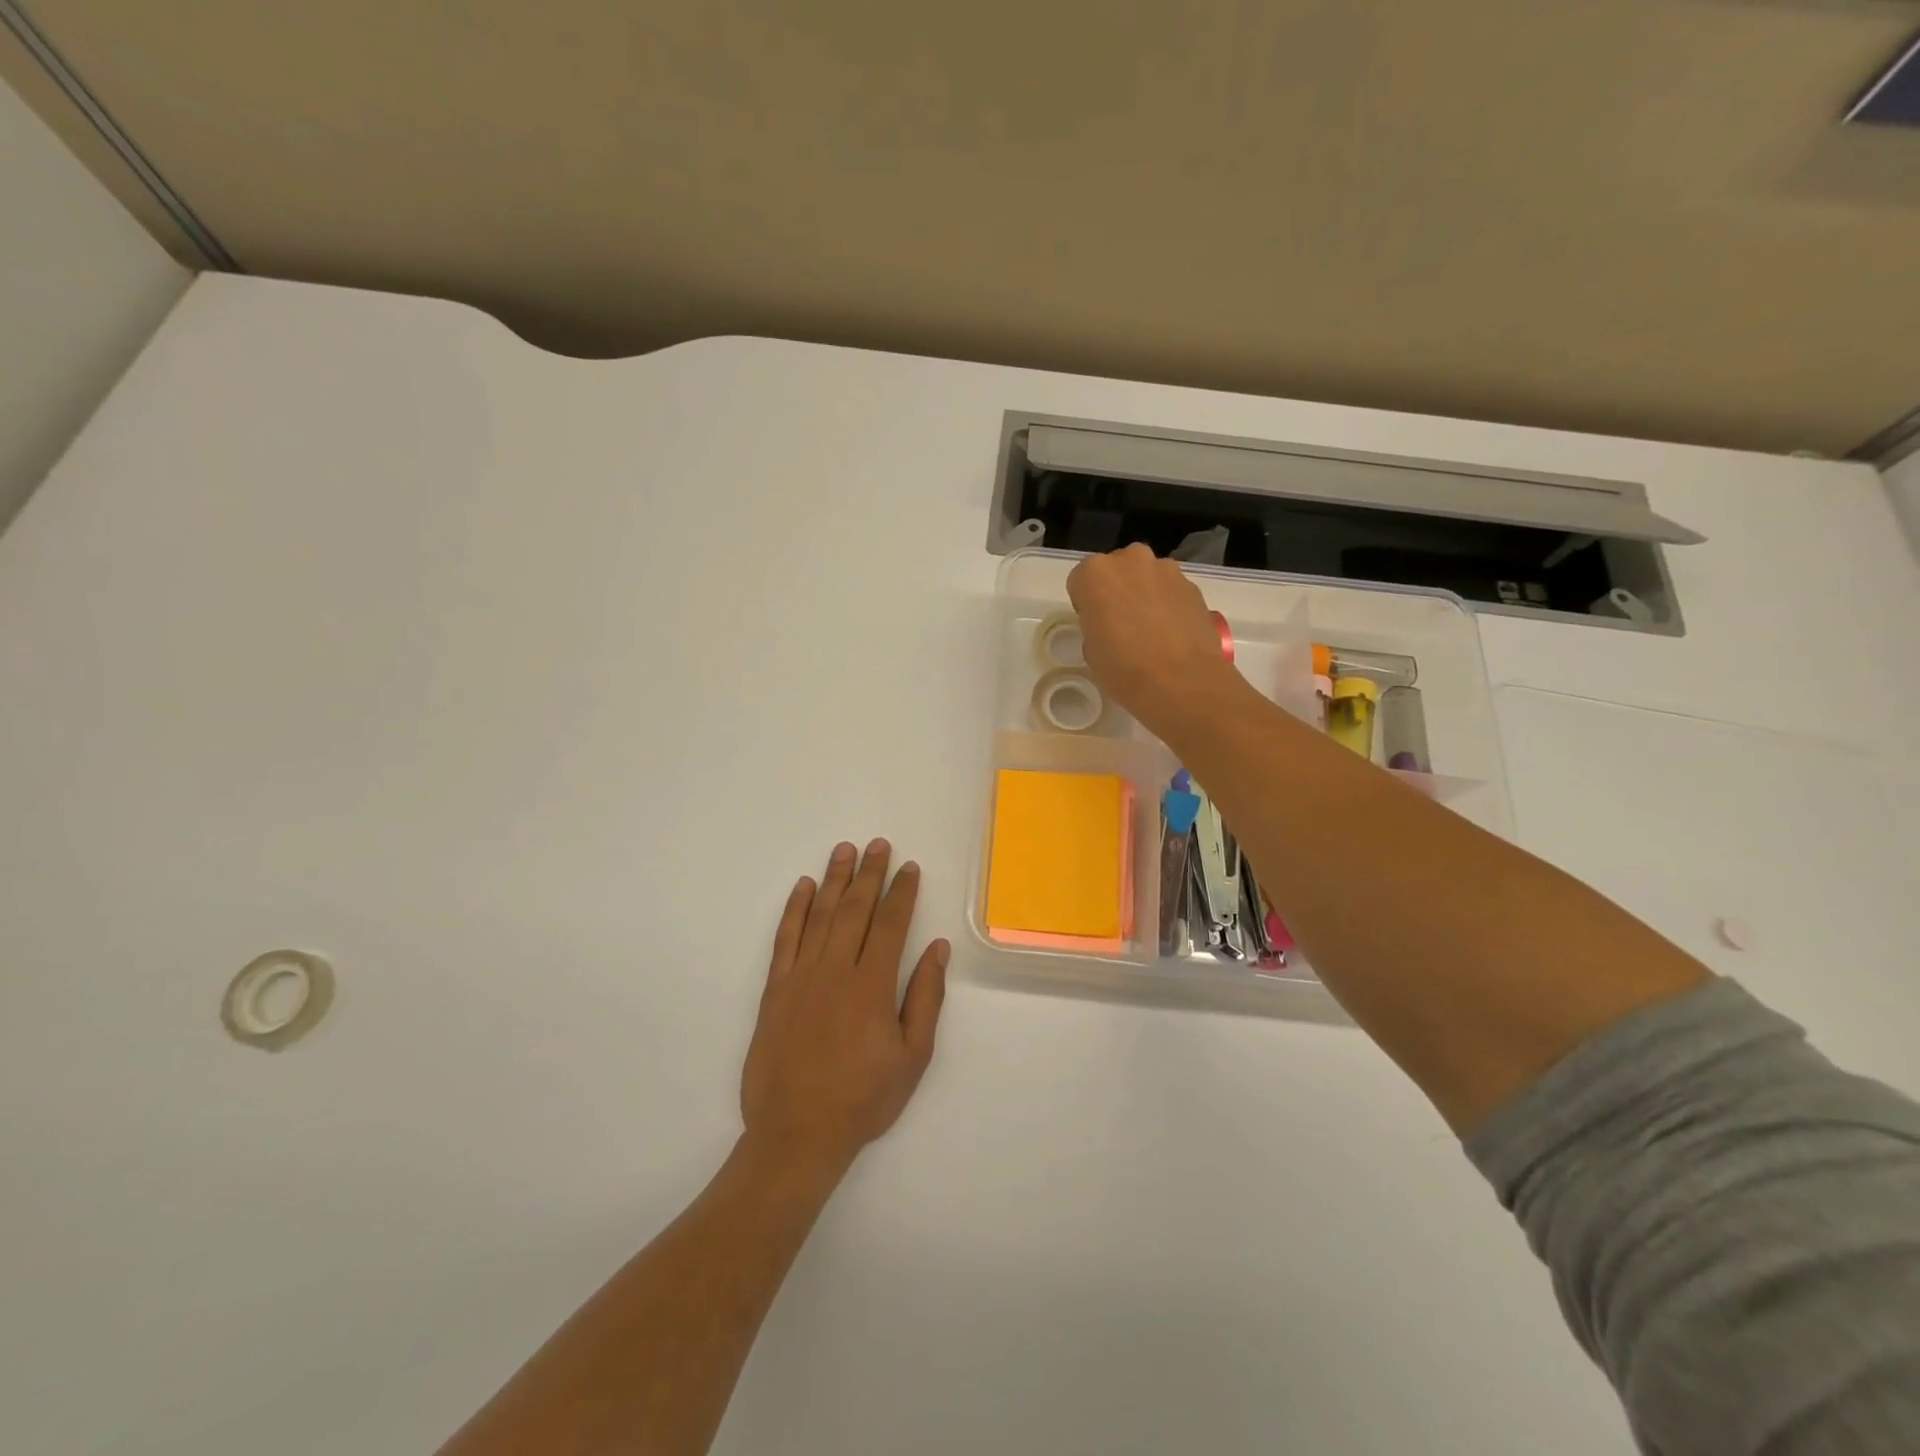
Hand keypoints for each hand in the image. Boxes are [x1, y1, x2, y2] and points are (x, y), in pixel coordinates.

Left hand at [740, 840, 948, 1179]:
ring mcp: (801, 977)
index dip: (902, 893)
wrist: (797, 1134)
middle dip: (869, 874)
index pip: (891, 924)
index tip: (909, 867)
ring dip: (833, 880)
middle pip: (854, 909)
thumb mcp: (912, 1057)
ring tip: (844, 850)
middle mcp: (836, 970)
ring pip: (819, 915)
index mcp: (872, 986)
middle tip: (879, 844)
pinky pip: (785, 939)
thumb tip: (937, 948)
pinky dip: (794, 909)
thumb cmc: (863, 1099)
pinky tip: (802, 887)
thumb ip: (925, 998)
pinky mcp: (775, 989)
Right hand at [1066, 543, 1238, 734]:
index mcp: (1095, 573)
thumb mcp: (1091, 651)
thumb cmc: (1124, 668)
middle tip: (1121, 625)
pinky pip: (1171, 591)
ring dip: (1144, 595)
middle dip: (1117, 592)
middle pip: (1116, 571)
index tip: (1094, 626)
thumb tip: (1110, 626)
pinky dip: (1168, 605)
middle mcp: (1130, 560)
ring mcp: (1166, 569)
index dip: (1086, 605)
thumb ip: (1095, 626)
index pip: (1080, 581)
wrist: (1182, 681)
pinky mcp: (1192, 585)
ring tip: (1150, 631)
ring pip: (1146, 578)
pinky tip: (1171, 634)